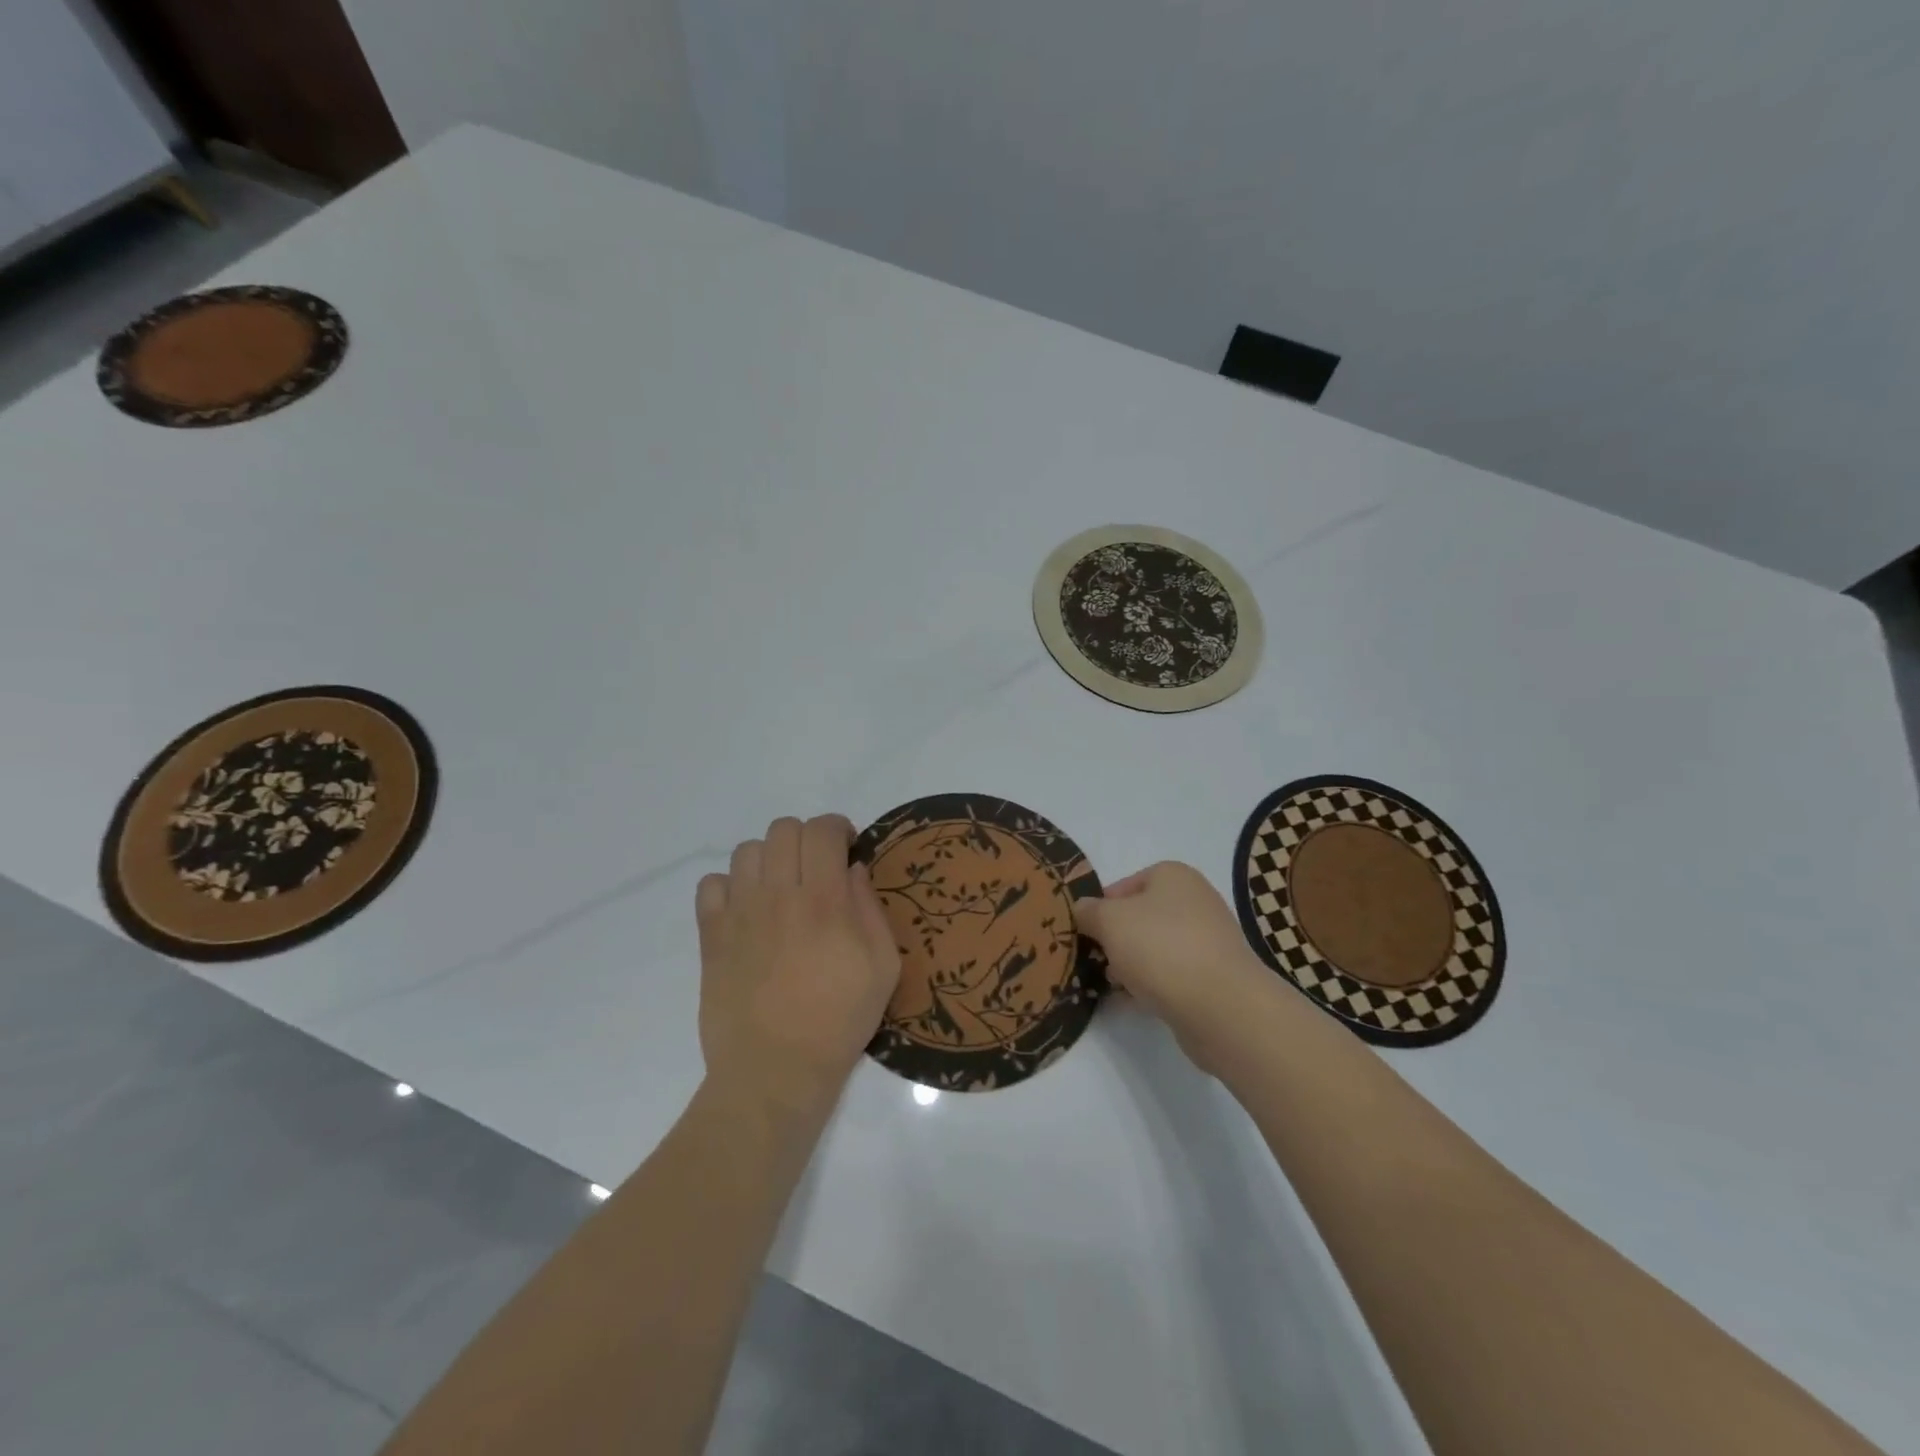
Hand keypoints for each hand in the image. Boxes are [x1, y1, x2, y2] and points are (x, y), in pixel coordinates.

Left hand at [696, 815, 901, 1123]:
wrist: (775, 1070)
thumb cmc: (839, 1020)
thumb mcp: (883, 967)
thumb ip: (871, 909)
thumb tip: (853, 869)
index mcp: (824, 900)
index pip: (822, 829)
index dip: (837, 828)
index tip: (846, 850)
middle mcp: (778, 895)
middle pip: (783, 830)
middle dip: (806, 839)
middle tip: (816, 870)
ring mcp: (739, 914)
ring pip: (747, 851)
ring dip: (770, 859)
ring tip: (780, 888)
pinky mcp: (711, 935)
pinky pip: (711, 884)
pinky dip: (730, 886)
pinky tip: (747, 909)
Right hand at [1075, 862, 1275, 1071]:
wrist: (1222, 1007)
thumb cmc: (1161, 948)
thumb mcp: (1109, 921)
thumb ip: (1089, 911)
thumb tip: (1083, 909)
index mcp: (1174, 876)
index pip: (1126, 884)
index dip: (1102, 906)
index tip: (1086, 932)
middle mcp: (1195, 901)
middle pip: (1141, 917)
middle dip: (1116, 939)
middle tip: (1096, 960)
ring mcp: (1208, 941)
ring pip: (1155, 948)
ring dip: (1132, 965)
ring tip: (1113, 986)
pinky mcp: (1214, 978)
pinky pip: (1172, 976)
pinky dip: (1152, 986)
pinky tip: (1134, 1003)